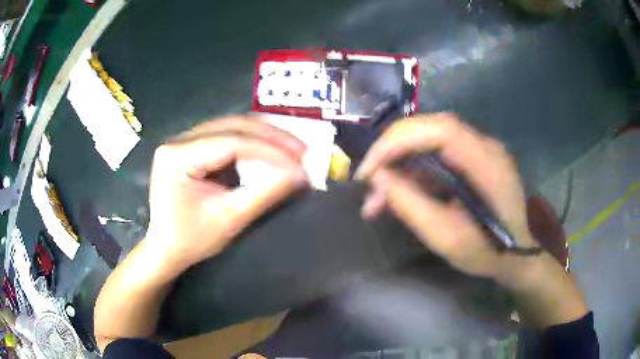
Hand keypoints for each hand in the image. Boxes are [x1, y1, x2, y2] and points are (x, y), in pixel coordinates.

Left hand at [144, 116, 308, 273]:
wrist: (167, 248)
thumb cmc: (191, 240)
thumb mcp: (230, 219)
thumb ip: (265, 194)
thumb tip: (301, 175)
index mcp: (178, 156)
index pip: (231, 142)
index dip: (270, 151)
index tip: (301, 162)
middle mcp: (179, 140)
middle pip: (232, 127)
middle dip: (272, 138)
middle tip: (303, 150)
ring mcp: (184, 141)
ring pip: (232, 127)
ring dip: (265, 137)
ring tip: (293, 149)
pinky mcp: (192, 147)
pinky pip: (228, 136)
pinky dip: (253, 143)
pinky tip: (272, 149)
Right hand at [355, 113, 536, 281]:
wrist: (517, 256)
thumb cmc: (489, 252)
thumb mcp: (448, 238)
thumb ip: (412, 205)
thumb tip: (378, 177)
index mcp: (488, 162)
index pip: (440, 129)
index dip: (399, 140)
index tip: (369, 170)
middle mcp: (485, 146)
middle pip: (430, 129)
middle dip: (393, 151)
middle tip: (367, 180)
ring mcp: (479, 151)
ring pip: (429, 143)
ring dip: (400, 165)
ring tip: (376, 200)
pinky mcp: (472, 160)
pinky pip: (436, 157)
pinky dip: (413, 173)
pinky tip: (398, 195)